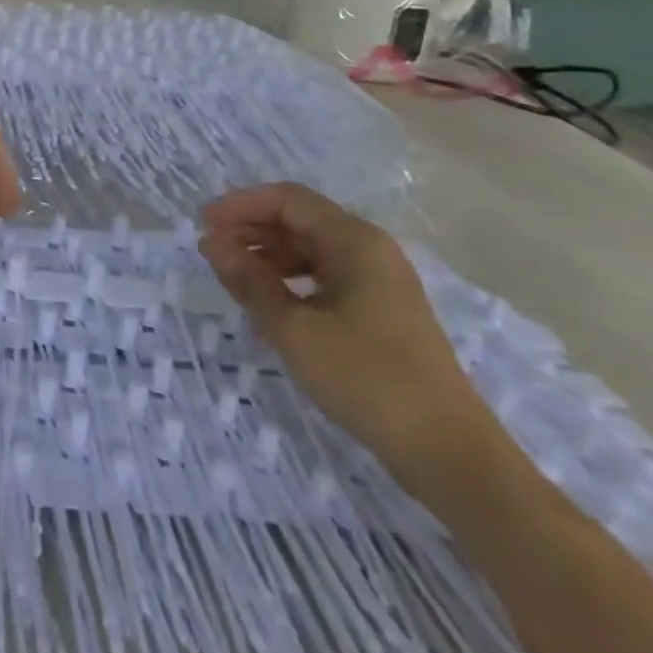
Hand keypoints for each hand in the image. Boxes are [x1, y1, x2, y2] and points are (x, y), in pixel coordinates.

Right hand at [199, 183, 498, 482]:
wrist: (450, 453)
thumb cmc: (367, 379)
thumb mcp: (294, 329)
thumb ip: (249, 280)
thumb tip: (211, 243)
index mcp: (354, 240)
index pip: (287, 199)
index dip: (240, 205)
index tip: (203, 226)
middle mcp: (370, 248)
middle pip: (300, 219)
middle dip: (252, 229)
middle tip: (212, 252)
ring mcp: (381, 280)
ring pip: (313, 248)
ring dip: (270, 255)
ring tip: (236, 278)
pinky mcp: (384, 309)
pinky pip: (328, 275)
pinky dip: (293, 279)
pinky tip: (273, 304)